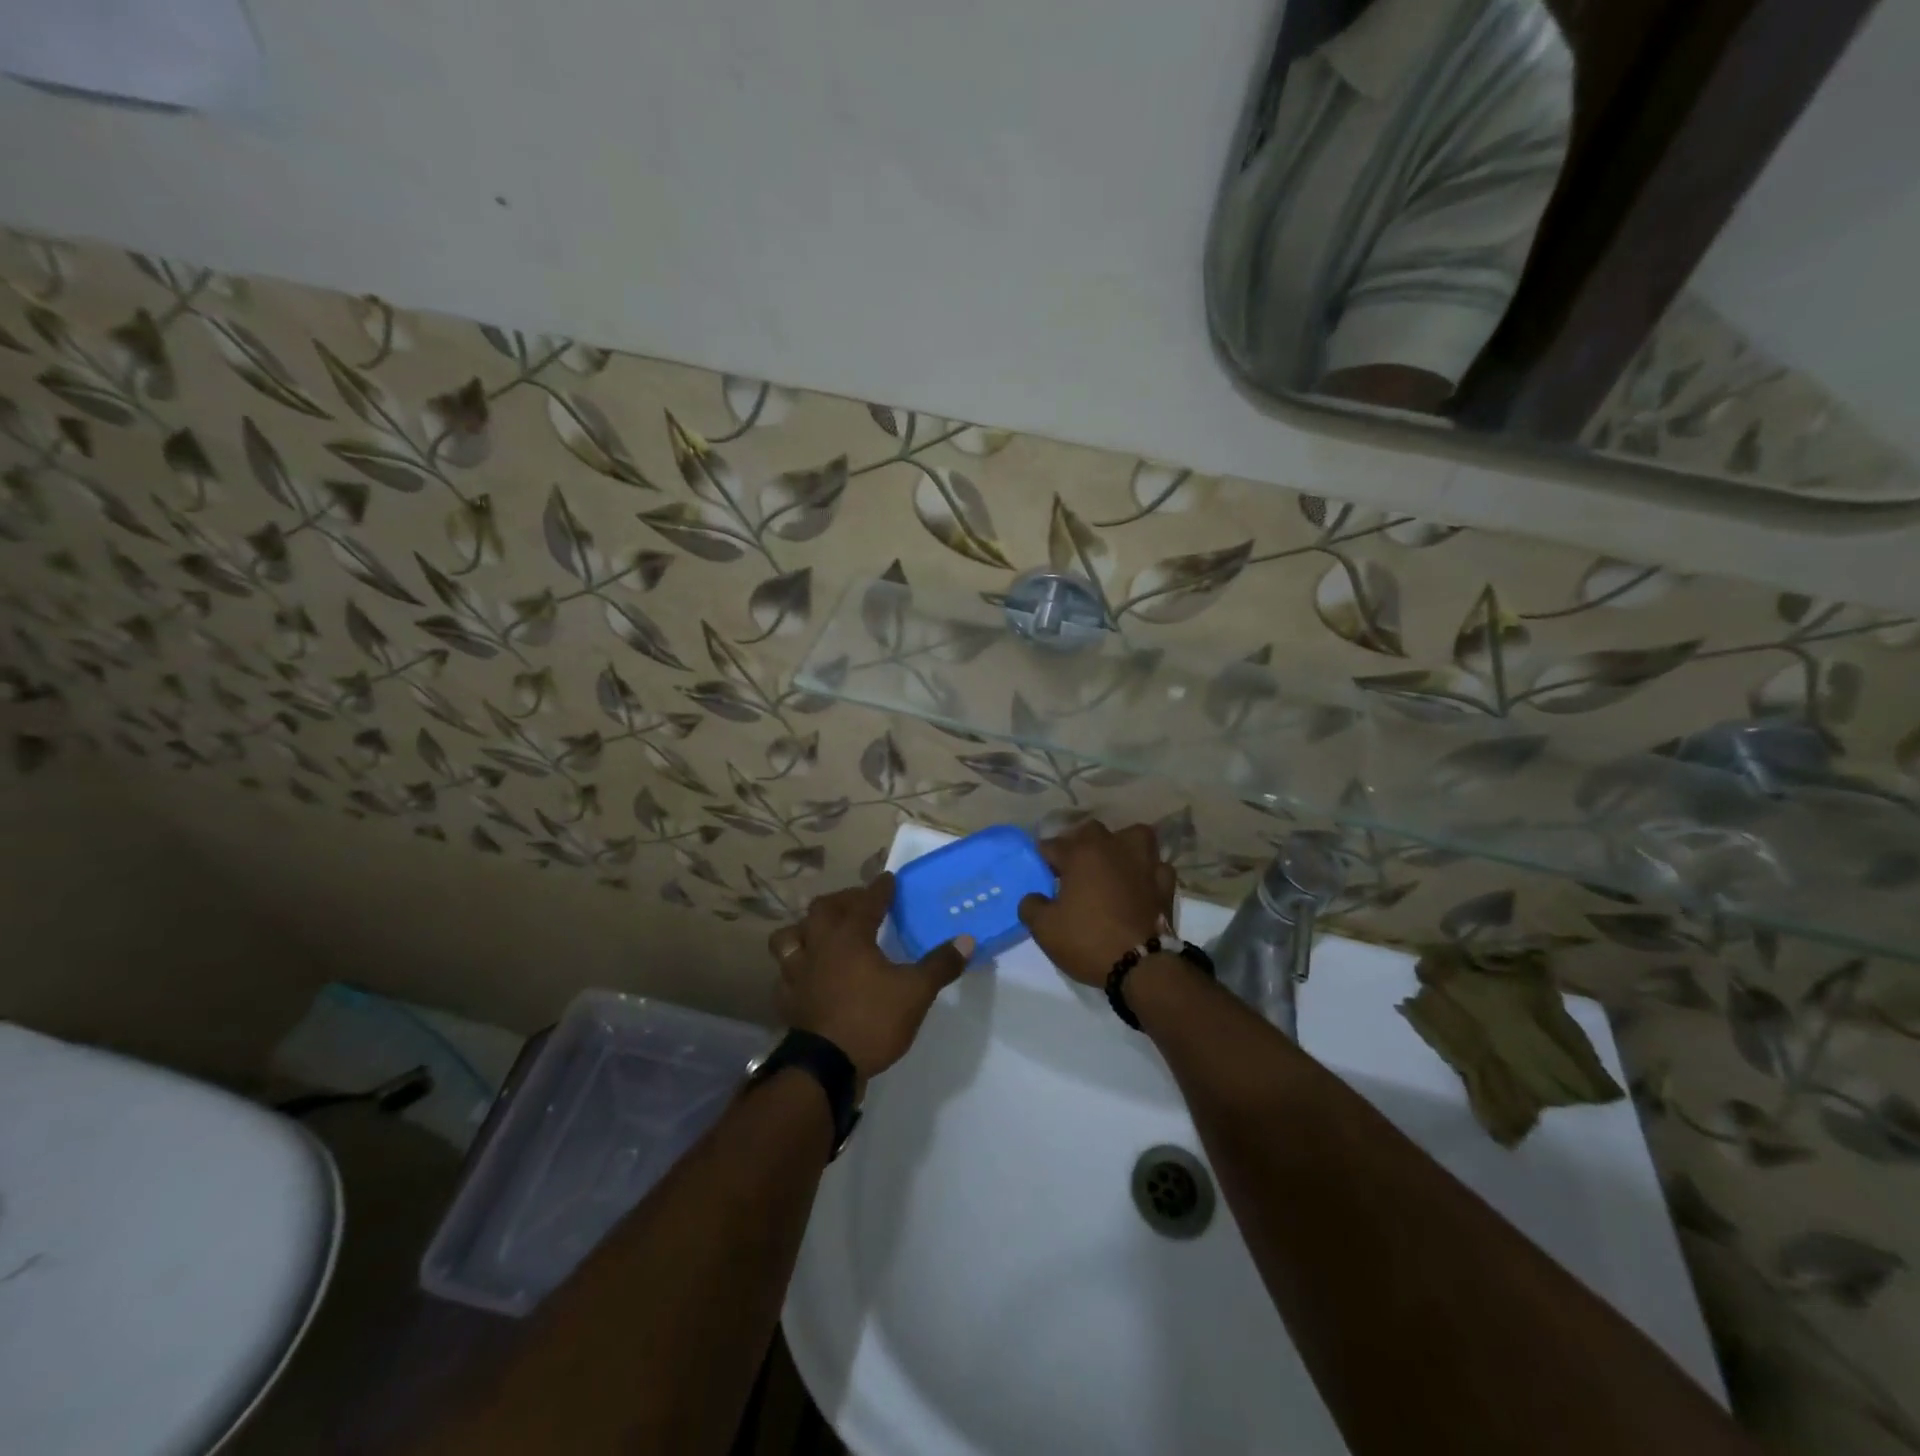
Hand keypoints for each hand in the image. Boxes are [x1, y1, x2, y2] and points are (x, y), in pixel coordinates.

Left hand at [768, 875, 971, 1084]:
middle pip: (822, 909)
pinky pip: (784, 975)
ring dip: (804, 930)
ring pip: (789, 938)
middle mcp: (819, 945)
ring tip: (820, 934)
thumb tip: (965, 940)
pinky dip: (794, 970)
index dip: (879, 889)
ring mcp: (797, 972)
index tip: (888, 879)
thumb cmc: (873, 1019)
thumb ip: (940, 964)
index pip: (867, 902)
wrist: (826, 1067)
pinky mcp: (787, 1000)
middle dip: (841, 901)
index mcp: (850, 936)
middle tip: (858, 904)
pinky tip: (805, 977)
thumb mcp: (916, 992)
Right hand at [1018, 820, 1176, 986]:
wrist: (1142, 966)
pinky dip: (1148, 872)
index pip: (1052, 845)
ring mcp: (1144, 863)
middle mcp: (1114, 847)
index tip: (1040, 872)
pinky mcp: (1165, 884)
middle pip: (1092, 831)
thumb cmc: (1088, 939)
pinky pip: (1156, 867)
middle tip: (1072, 869)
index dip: (1043, 858)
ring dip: (1121, 846)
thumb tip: (1034, 898)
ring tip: (1112, 865)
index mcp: (1081, 853)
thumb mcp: (1044, 928)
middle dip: (1079, 844)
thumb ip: (1031, 906)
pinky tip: (1140, 884)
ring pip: (1134, 836)